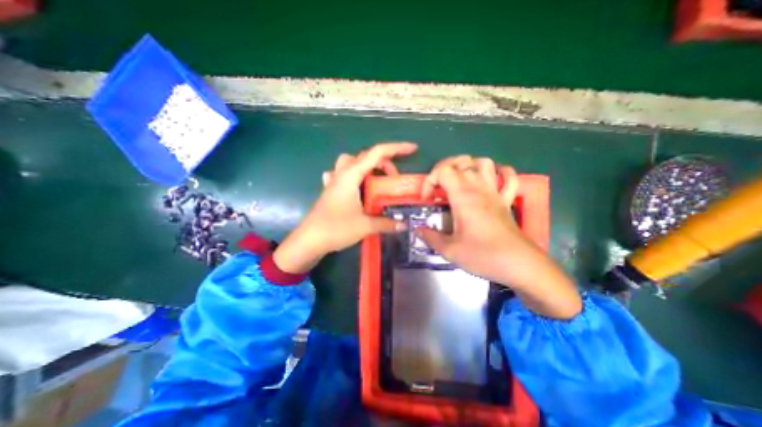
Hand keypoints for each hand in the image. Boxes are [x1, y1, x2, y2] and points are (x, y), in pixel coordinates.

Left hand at [273, 141, 416, 272]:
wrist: (309, 240)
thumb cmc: (335, 229)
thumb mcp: (365, 226)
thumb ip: (386, 224)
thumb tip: (403, 225)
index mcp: (351, 175)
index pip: (377, 153)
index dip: (397, 148)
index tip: (413, 149)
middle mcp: (342, 173)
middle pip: (365, 156)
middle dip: (384, 163)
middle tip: (394, 179)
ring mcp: (334, 181)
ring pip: (352, 162)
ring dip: (367, 167)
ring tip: (377, 181)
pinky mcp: (330, 190)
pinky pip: (342, 174)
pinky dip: (353, 175)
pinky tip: (356, 186)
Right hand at [416, 156, 530, 285]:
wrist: (519, 265)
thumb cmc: (483, 255)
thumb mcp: (450, 250)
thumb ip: (431, 237)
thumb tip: (418, 229)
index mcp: (463, 196)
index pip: (443, 170)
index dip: (430, 180)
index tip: (427, 200)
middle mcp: (479, 188)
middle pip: (462, 161)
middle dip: (444, 169)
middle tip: (438, 187)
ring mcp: (495, 192)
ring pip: (484, 163)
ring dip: (469, 166)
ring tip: (459, 181)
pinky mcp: (507, 200)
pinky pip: (509, 177)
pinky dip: (500, 173)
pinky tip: (491, 180)